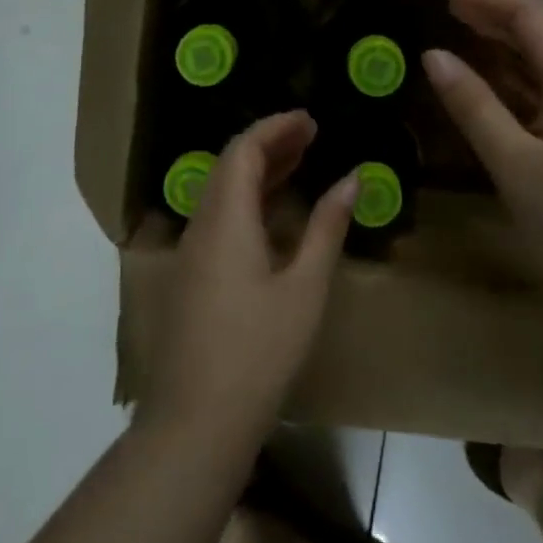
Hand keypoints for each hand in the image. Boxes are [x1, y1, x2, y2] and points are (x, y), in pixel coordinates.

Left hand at [139, 112, 357, 448]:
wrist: (196, 422)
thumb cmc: (259, 352)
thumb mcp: (304, 287)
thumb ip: (327, 227)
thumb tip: (352, 177)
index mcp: (225, 220)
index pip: (243, 150)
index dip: (276, 127)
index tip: (311, 120)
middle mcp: (200, 226)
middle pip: (229, 165)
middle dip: (270, 143)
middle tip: (312, 135)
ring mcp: (190, 253)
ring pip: (221, 192)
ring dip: (258, 171)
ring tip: (300, 162)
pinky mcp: (190, 277)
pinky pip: (218, 217)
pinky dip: (248, 200)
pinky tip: (274, 213)